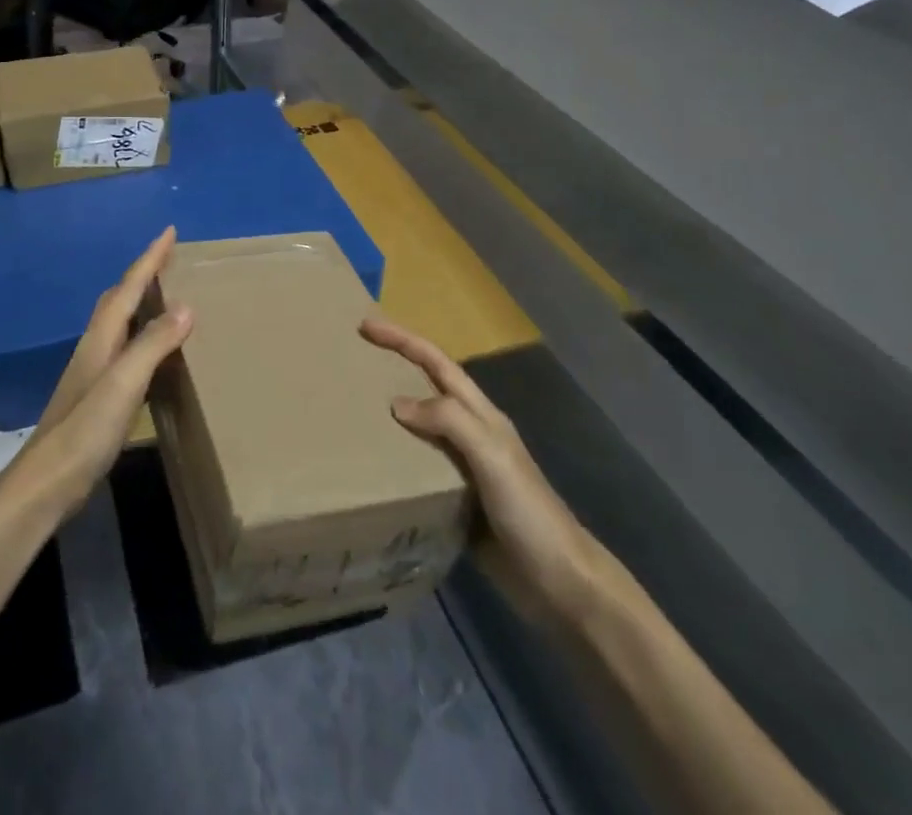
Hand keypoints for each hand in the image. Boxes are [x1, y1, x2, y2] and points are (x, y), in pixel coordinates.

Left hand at [0, 228, 193, 524]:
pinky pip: (125, 350)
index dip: (149, 258)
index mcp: (101, 337)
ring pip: (120, 324)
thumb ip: (152, 344)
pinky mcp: (98, 397)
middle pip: (118, 299)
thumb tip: (186, 305)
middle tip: (169, 259)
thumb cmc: (85, 429)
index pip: (128, 287)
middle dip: (143, 274)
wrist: (48, 482)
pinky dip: (142, 338)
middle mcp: (95, 347)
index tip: (169, 231)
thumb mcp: (123, 383)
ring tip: (167, 297)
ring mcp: (94, 372)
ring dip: (141, 304)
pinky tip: (154, 355)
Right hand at [361, 317, 592, 614]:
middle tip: (353, 360)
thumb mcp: (492, 456)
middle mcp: (471, 434)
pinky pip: (417, 468)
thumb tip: (396, 404)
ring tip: (351, 410)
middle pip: (427, 387)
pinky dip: (393, 458)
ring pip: (419, 427)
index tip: (365, 326)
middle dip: (393, 367)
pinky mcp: (455, 502)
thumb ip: (449, 421)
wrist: (561, 585)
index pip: (437, 363)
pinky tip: (369, 466)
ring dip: (389, 413)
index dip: (403, 340)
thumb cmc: (529, 512)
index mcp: (481, 415)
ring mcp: (464, 468)